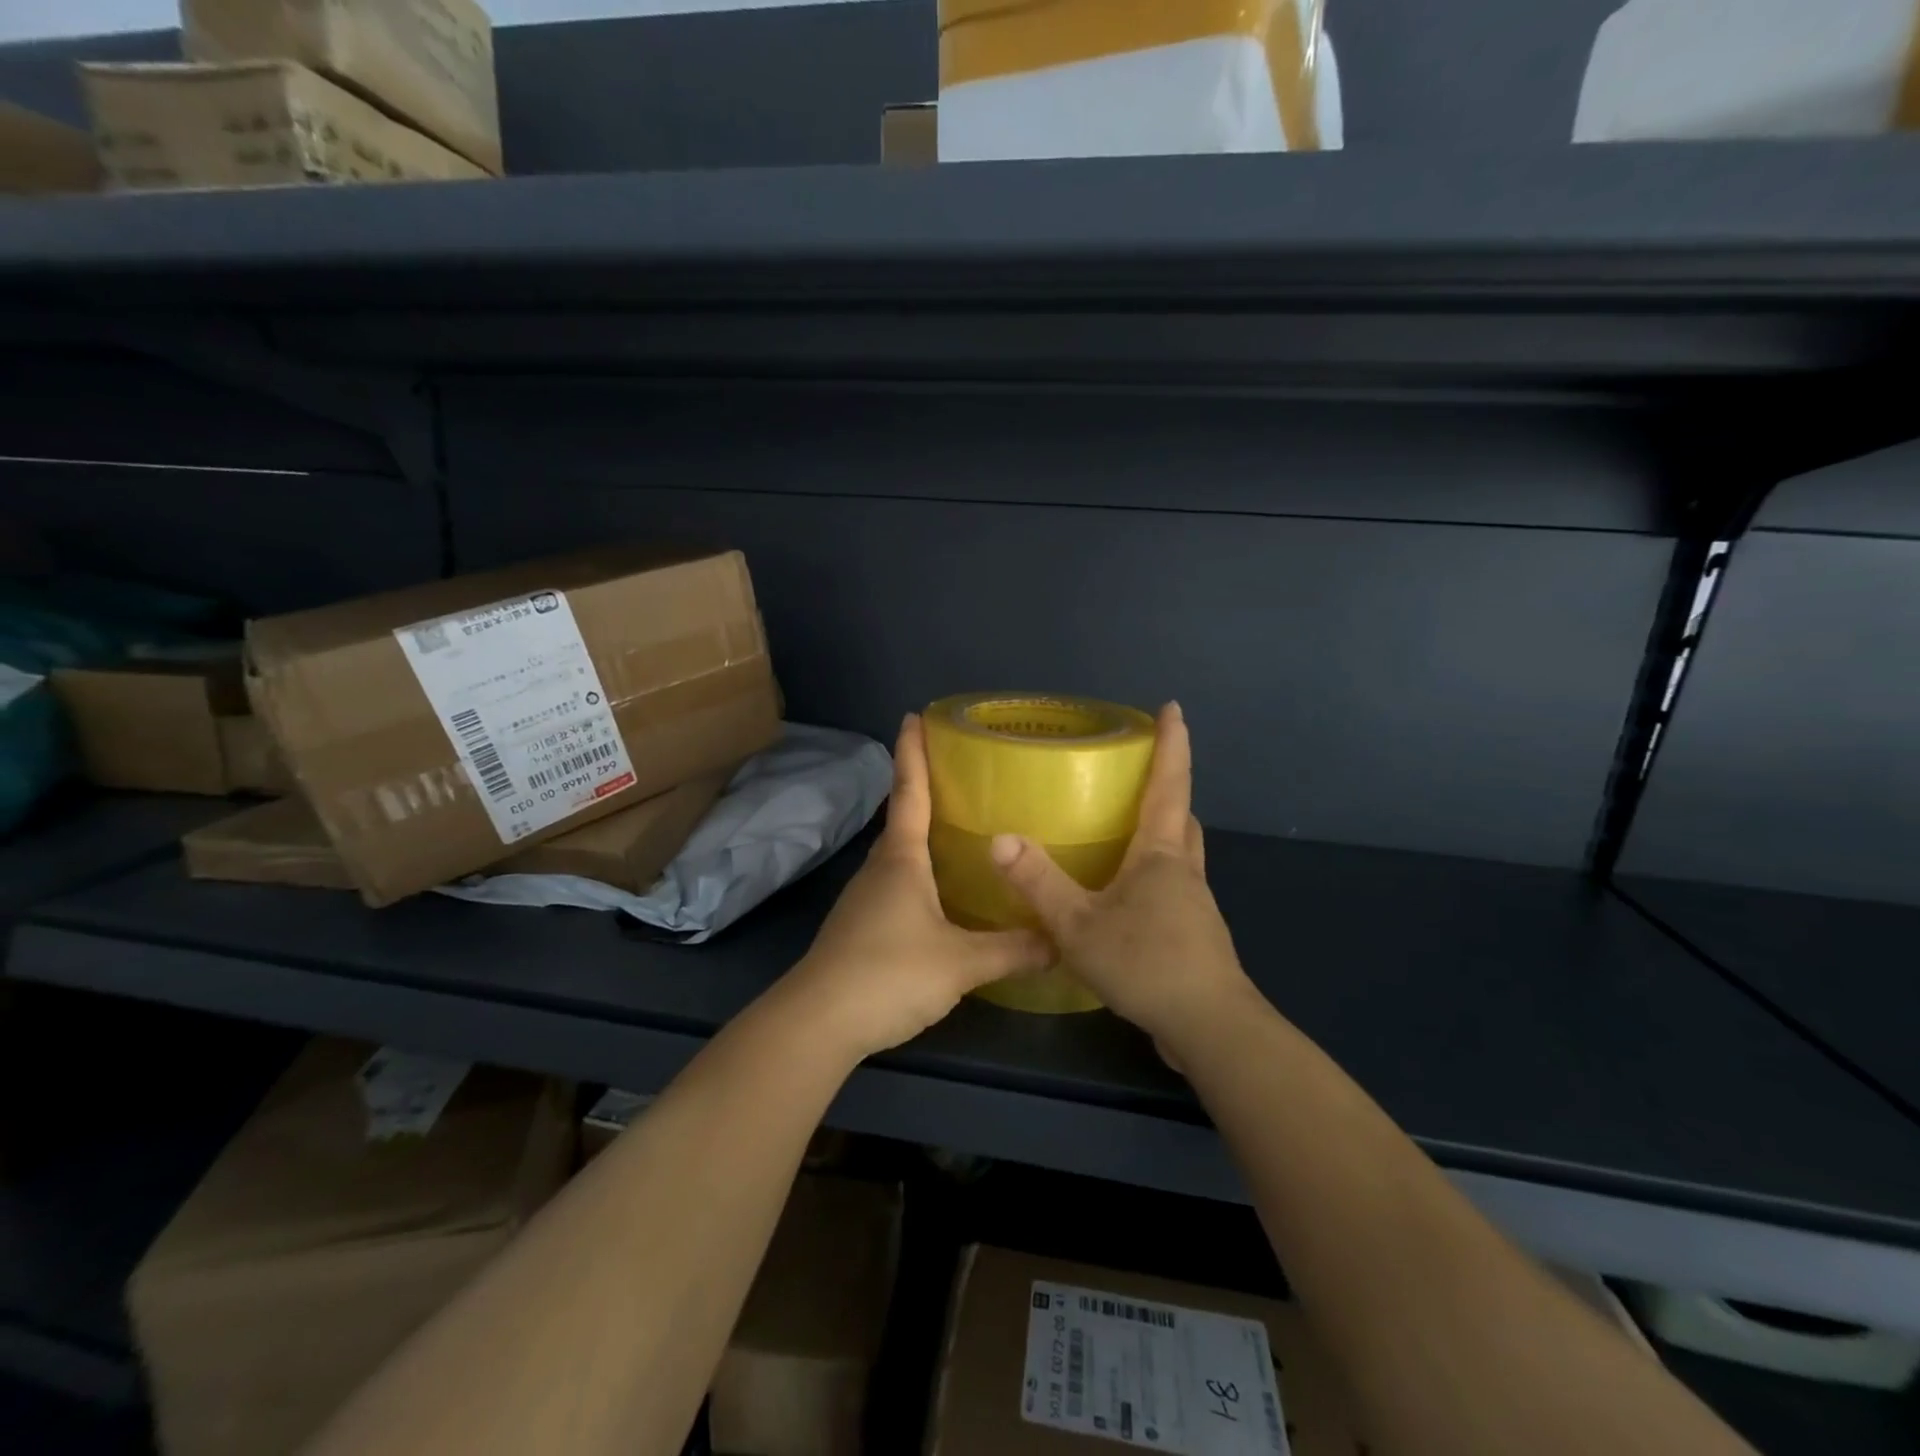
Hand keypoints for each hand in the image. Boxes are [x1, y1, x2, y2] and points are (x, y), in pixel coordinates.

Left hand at [784, 714, 1050, 1062]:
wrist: (819, 1022)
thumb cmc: (889, 973)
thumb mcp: (961, 963)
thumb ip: (1012, 950)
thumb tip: (1061, 941)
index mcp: (901, 859)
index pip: (909, 791)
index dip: (912, 752)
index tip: (914, 715)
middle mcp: (880, 868)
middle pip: (904, 819)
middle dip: (925, 790)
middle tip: (961, 774)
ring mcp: (865, 898)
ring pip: (900, 855)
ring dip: (923, 836)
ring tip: (960, 830)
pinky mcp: (861, 926)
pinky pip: (897, 885)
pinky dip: (920, 874)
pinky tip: (942, 894)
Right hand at [990, 703, 1258, 1059]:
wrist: (1210, 1028)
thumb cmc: (1147, 964)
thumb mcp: (1079, 925)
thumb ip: (1039, 882)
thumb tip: (1001, 838)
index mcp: (1160, 854)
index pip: (1169, 784)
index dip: (1172, 743)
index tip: (1174, 708)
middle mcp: (1183, 870)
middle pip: (1180, 817)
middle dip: (1166, 790)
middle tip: (1137, 776)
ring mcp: (1194, 905)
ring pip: (1180, 854)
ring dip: (1161, 834)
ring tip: (1124, 833)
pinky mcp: (1194, 935)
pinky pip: (1174, 888)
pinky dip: (1154, 876)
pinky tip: (1125, 899)